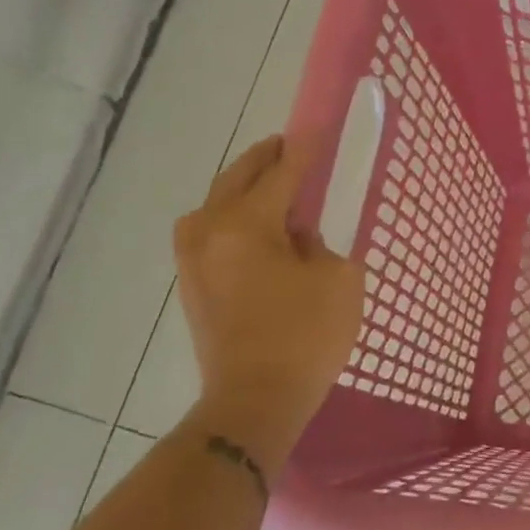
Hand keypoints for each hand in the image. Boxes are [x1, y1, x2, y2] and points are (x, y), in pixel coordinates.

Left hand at [173, 135, 364, 453]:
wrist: (254, 401)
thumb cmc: (305, 336)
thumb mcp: (338, 278)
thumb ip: (321, 240)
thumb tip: (298, 232)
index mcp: (246, 224)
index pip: (282, 171)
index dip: (305, 149)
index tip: (319, 128)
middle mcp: (209, 230)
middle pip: (239, 177)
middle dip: (268, 158)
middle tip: (294, 147)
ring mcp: (192, 257)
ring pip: (218, 201)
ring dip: (246, 186)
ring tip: (277, 184)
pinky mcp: (191, 281)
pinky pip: (212, 228)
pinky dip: (234, 214)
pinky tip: (258, 225)